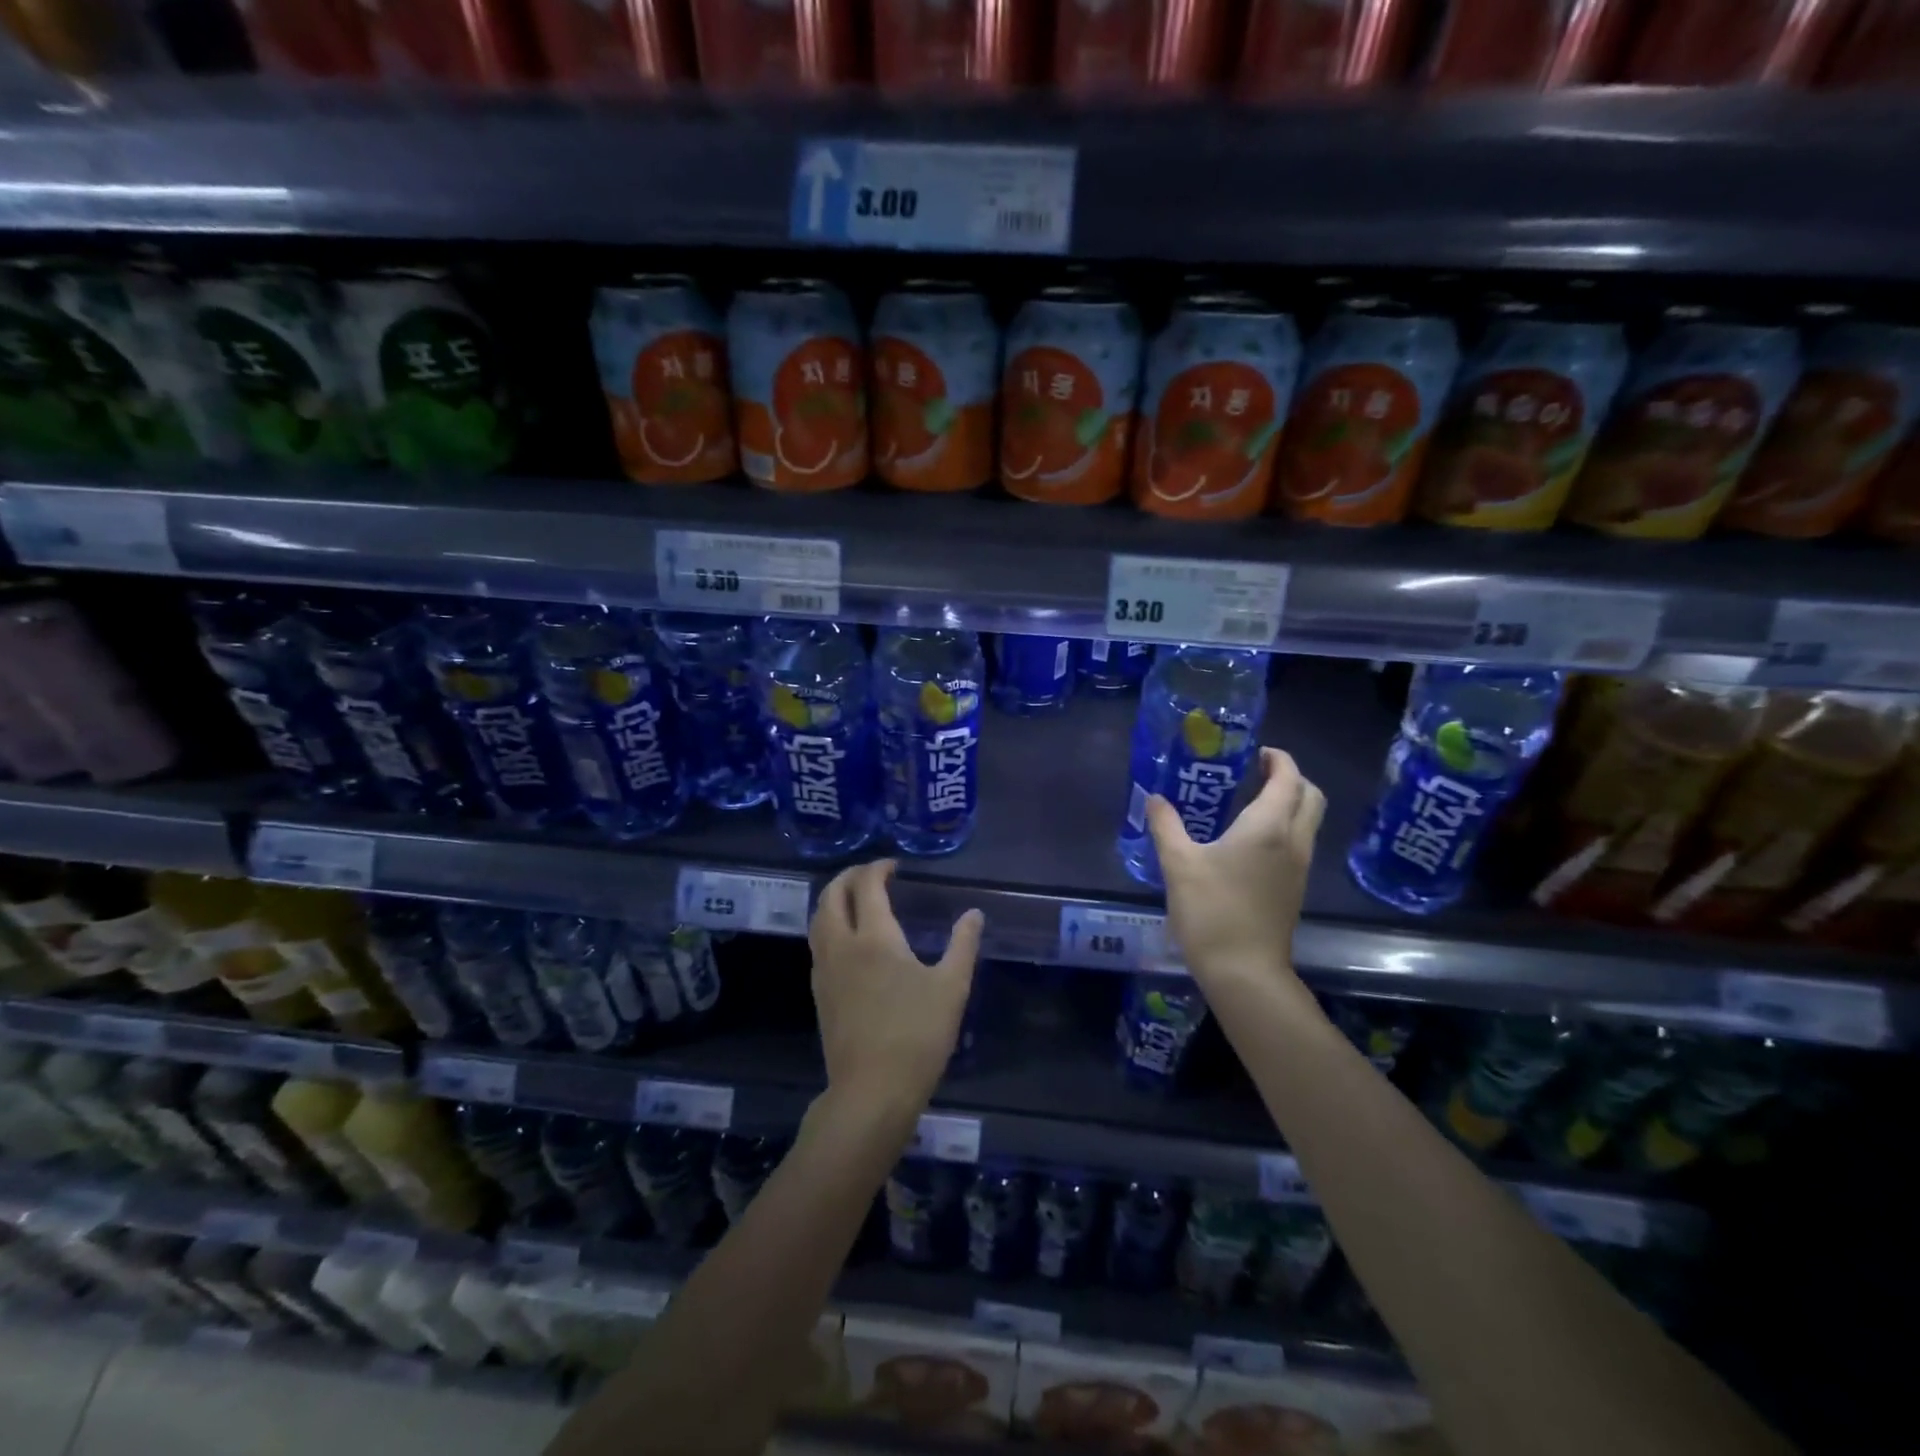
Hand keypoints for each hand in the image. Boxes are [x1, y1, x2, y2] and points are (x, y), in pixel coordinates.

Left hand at [808, 859, 983, 1119]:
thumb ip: (963, 945)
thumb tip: (974, 914)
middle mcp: (841, 945)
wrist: (871, 1091)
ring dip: (833, 898)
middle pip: (831, 895)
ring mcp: (825, 970)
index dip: (878, 868)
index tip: (894, 867)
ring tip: (856, 898)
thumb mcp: (951, 988)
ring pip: (818, 919)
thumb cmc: (916, 1036)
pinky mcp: (819, 993)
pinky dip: (829, 924)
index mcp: (874, 937)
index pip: (866, 886)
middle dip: (849, 876)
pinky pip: (818, 942)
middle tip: (872, 874)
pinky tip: (849, 939)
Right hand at [1146, 747, 1324, 988]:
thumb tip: (1154, 798)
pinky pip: (1299, 841)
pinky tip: (1250, 839)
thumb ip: (1166, 825)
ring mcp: (1299, 866)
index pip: (1288, 778)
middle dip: (1291, 777)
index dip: (1278, 758)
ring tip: (1250, 801)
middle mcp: (1293, 841)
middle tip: (1256, 773)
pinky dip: (1285, 825)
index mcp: (1268, 827)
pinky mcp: (1295, 887)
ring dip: (1290, 801)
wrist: (1244, 970)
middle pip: (1311, 795)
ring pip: (1308, 820)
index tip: (1255, 752)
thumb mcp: (1178, 864)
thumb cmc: (1211, 911)